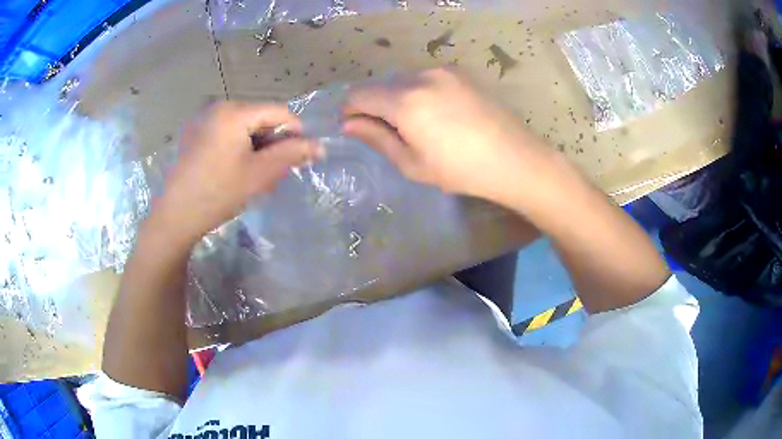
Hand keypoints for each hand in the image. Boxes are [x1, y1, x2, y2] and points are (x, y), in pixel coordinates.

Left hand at [155, 101, 322, 243]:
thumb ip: (292, 154)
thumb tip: (320, 146)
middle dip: (273, 143)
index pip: (279, 112)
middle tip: (272, 174)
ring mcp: (205, 121)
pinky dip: (240, 149)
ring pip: (245, 128)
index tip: (296, 160)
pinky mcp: (196, 135)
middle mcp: (219, 108)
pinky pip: (229, 134)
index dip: (295, 134)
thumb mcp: (260, 174)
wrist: (175, 216)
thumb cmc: (218, 193)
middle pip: (261, 118)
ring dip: (257, 148)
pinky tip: (234, 172)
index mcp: (235, 111)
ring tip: (253, 176)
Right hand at [343, 68, 548, 201]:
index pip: (359, 94)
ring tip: (420, 125)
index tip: (356, 127)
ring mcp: (444, 70)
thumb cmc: (462, 170)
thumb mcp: (413, 163)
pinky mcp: (461, 72)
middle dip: (376, 105)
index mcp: (406, 100)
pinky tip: (440, 114)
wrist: (516, 159)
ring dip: (400, 97)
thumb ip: (377, 138)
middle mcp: (421, 76)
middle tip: (391, 132)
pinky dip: (421, 92)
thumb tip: (349, 124)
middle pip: (381, 85)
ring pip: (405, 80)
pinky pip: (427, 78)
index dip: (350, 110)